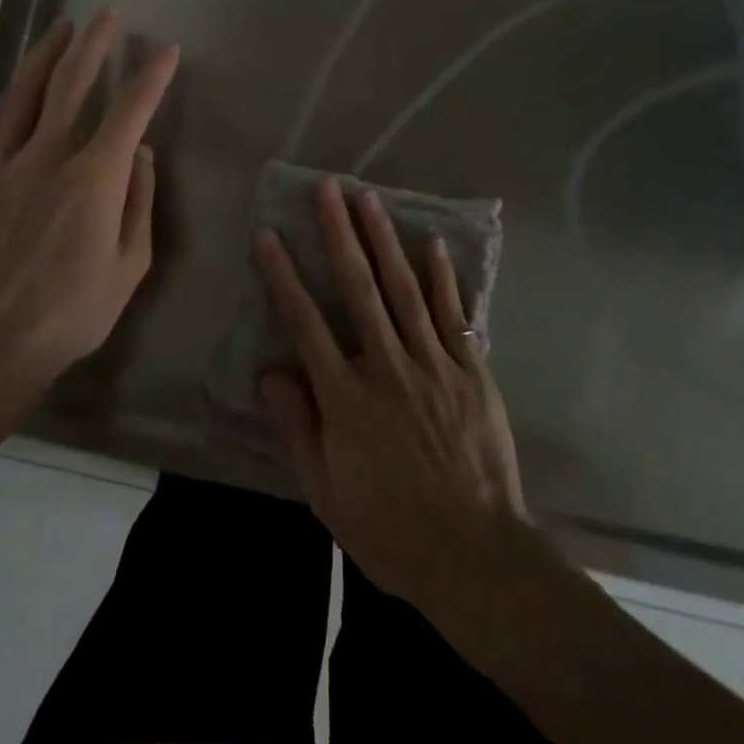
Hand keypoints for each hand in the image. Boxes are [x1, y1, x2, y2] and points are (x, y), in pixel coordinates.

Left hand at [0, 9, 177, 502]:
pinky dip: (12, 97)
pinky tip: (20, 85)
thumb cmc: (71, 313)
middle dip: (95, 44)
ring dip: (47, 56)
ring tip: (63, 29)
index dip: (151, 76)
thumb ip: (139, 204)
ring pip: (26, 94)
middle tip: (109, 14)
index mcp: (94, 180)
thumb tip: (142, 156)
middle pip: (71, 84)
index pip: (129, 111)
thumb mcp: (129, 267)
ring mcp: (5, 166)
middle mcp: (48, 158)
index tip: (166, 51)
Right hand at [256, 179, 527, 619]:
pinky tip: (431, 242)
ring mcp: (432, 363)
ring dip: (384, 239)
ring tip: (370, 198)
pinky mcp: (470, 370)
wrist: (475, 555)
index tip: (269, 234)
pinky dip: (441, 276)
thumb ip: (297, 426)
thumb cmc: (390, 529)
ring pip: (403, 289)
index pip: (305, 322)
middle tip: (329, 189)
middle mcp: (386, 366)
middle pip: (358, 288)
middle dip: (339, 234)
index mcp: (346, 396)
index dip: (283, 275)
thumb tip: (270, 371)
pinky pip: (452, 314)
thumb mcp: (326, 491)